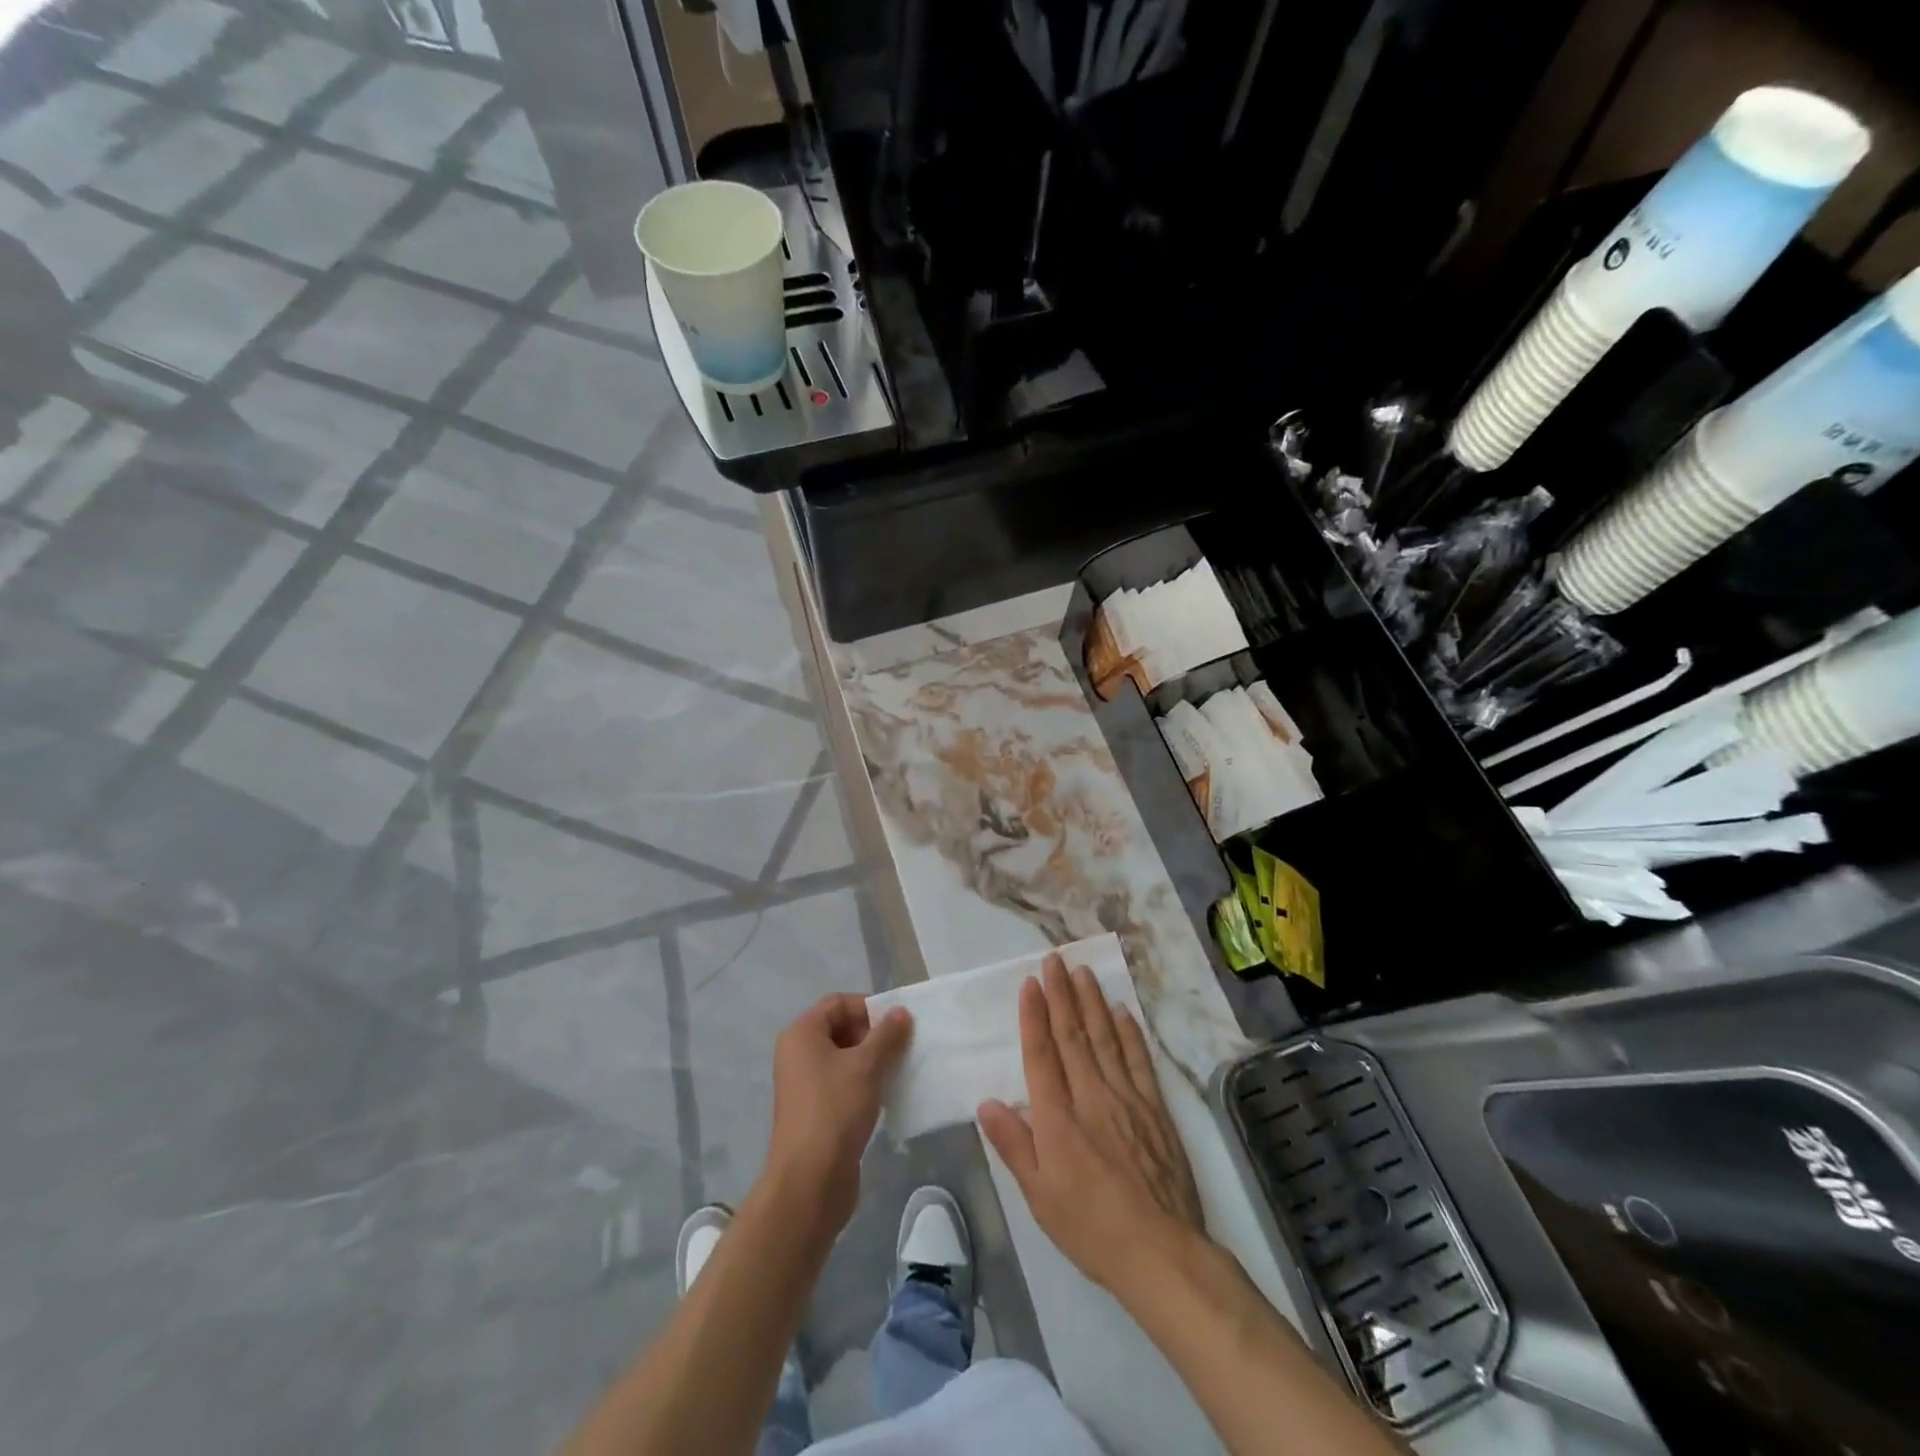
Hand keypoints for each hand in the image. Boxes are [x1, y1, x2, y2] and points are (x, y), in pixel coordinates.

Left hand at [765, 993, 911, 1232]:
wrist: (810, 1182)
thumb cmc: (835, 1111)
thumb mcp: (866, 1066)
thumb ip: (886, 1035)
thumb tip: (901, 1012)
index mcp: (802, 1035)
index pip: (838, 1003)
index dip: (868, 1007)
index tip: (898, 1022)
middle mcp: (799, 1054)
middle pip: (841, 1028)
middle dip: (874, 1034)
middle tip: (903, 1046)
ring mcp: (806, 1085)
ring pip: (845, 1058)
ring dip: (873, 1060)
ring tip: (901, 1069)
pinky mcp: (817, 1111)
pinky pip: (844, 1084)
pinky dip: (866, 1083)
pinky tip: (889, 1094)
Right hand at [978, 954, 1205, 1292]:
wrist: (1160, 1250)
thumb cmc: (1089, 1227)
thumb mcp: (1038, 1195)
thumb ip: (1013, 1144)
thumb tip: (986, 1102)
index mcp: (1058, 1117)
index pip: (1041, 1053)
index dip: (1034, 1015)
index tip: (1030, 983)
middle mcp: (1090, 1096)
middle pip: (1073, 1035)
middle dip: (1061, 994)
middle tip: (1055, 959)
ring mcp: (1126, 1098)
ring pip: (1105, 1038)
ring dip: (1092, 1002)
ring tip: (1083, 972)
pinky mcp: (1155, 1109)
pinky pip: (1139, 1060)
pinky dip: (1130, 1033)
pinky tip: (1122, 1012)